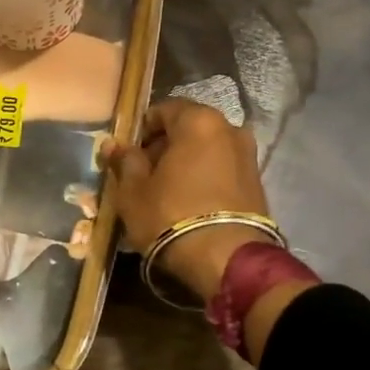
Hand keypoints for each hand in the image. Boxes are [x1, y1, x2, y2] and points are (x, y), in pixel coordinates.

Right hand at [103, 97, 272, 299]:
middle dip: (163, 148)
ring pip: (205, 151)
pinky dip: (203, 179)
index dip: (140, 131)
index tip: (127, 155)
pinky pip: (221, 171)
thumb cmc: (171, 215)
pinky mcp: (257, 183)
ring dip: (184, 165)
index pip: (163, 110)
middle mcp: (229, 128)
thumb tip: (113, 144)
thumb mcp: (133, 190)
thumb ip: (124, 161)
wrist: (226, 259)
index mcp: (198, 120)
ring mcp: (248, 156)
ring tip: (164, 194)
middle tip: (142, 176)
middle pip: (187, 129)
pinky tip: (187, 204)